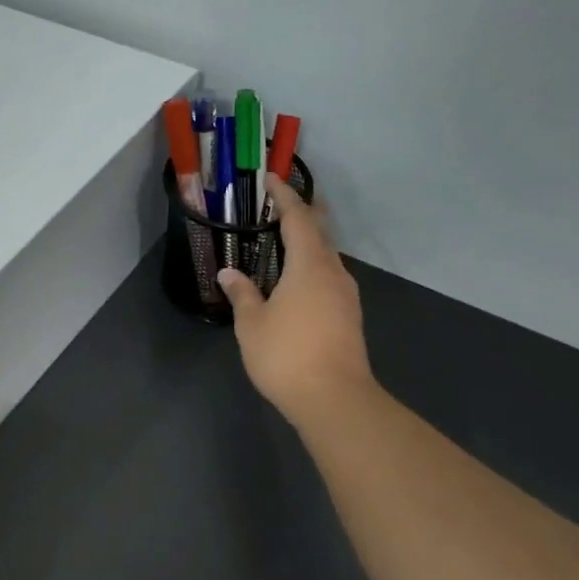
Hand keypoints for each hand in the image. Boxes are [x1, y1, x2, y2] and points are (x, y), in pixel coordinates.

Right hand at [216, 172, 375, 426]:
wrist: (335, 400)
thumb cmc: (287, 355)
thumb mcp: (252, 324)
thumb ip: (242, 294)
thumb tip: (229, 274)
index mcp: (309, 265)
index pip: (298, 218)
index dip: (284, 196)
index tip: (271, 179)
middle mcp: (333, 272)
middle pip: (320, 232)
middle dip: (302, 214)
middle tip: (280, 204)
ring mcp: (346, 295)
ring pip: (327, 257)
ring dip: (309, 243)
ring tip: (285, 241)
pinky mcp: (350, 316)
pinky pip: (329, 278)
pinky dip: (313, 267)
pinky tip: (298, 280)